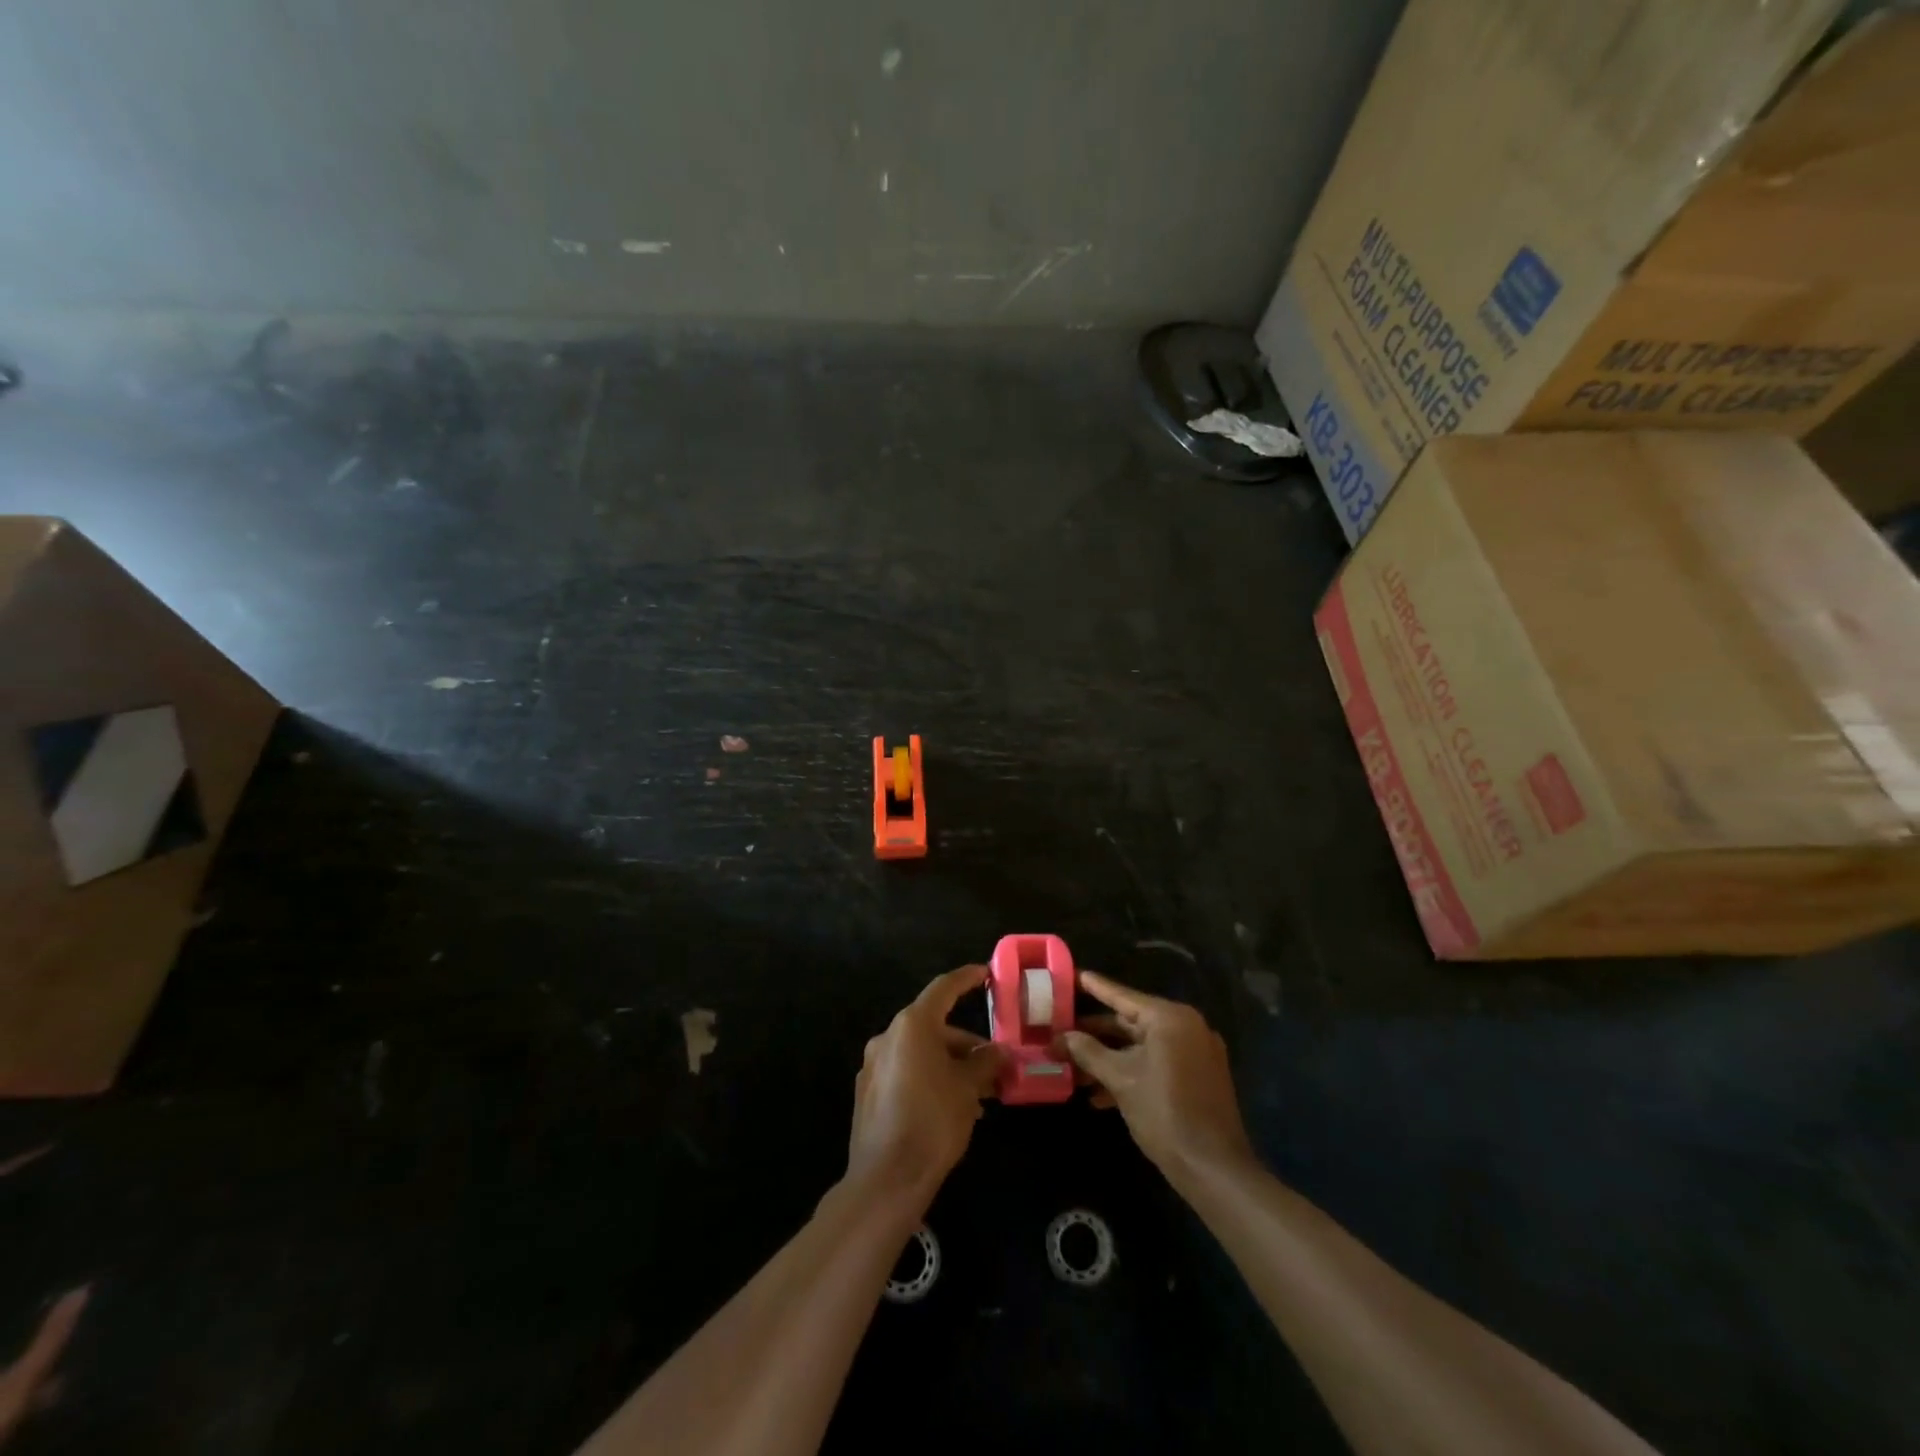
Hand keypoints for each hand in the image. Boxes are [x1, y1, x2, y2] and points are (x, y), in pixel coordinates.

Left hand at [847, 966, 1004, 1198]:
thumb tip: (998, 1052)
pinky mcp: (868, 1093)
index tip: (985, 973)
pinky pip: (906, 1073)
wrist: (886, 1179)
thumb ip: (985, 1062)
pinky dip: (930, 1078)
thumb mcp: (968, 1087)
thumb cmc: (933, 1121)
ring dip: (950, 1065)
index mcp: (912, 1025)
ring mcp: (873, 1065)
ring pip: (920, 1052)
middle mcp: (888, 1037)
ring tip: (979, 1094)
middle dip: (965, 1044)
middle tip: (994, 1064)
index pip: (943, 988)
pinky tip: (951, 1107)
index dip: (966, 979)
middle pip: (933, 1026)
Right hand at [1059, 971, 1254, 1185]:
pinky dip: (1130, 1072)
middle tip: (1061, 1031)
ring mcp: (1194, 1052)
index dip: (1093, 986)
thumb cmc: (1164, 1113)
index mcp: (1170, 1018)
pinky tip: (1099, 1095)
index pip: (1122, 995)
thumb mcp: (1120, 1079)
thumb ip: (1087, 1052)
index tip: (1070, 976)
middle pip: (1130, 1022)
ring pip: (1141, 1046)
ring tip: (1073, 1068)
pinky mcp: (1197, 1077)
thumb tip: (1059, 1038)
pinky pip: (1156, 1063)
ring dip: (1108, 1057)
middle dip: (1094, 1033)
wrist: (1214, 1169)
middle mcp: (1186, 1027)